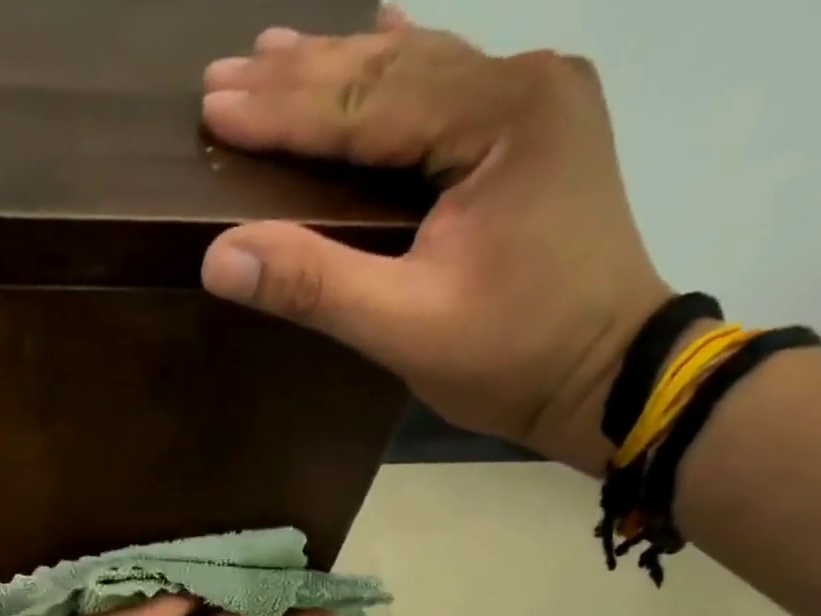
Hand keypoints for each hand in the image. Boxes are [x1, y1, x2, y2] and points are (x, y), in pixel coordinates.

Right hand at [199, 9, 667, 475]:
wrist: (607, 377)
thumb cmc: (513, 358)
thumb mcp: (406, 328)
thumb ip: (315, 285)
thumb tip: (219, 256)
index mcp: (502, 118)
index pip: (369, 103)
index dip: (283, 110)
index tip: (213, 105)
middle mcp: (525, 86)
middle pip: (392, 70)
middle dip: (301, 76)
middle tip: (223, 72)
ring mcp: (536, 106)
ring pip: (419, 72)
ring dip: (341, 68)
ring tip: (273, 52)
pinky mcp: (534, 137)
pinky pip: (449, 91)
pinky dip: (398, 75)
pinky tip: (378, 33)